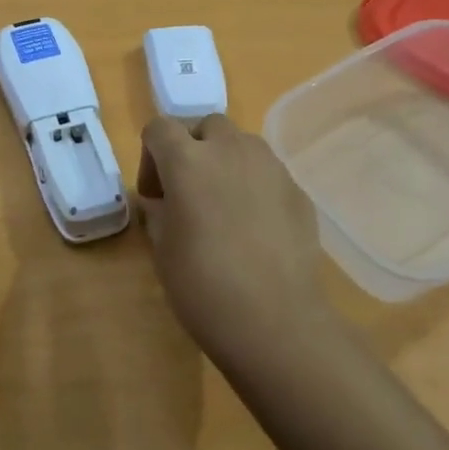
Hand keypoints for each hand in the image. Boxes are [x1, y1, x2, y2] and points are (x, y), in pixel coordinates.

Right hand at [135, 113, 328, 370]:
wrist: (277, 322)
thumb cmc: (204, 286)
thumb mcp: (162, 250)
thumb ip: (158, 212)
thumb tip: (162, 201)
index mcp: (187, 160)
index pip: (159, 128)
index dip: (151, 156)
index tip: (156, 196)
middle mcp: (229, 149)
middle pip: (205, 126)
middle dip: (193, 150)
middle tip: (190, 193)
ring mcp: (270, 166)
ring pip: (241, 144)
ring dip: (226, 162)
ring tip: (226, 206)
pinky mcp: (297, 189)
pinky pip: (268, 173)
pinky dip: (255, 186)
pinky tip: (257, 229)